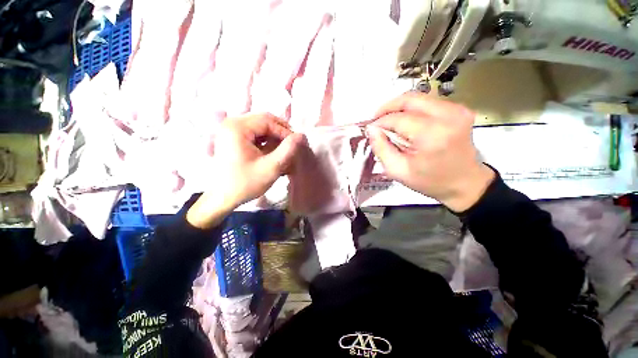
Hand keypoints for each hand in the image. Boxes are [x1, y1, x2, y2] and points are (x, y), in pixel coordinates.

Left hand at [187, 113, 303, 228]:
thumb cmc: (245, 183)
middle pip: (263, 121)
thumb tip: (302, 135)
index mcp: (237, 127)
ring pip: (259, 127)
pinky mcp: (231, 138)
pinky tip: (272, 151)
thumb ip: (288, 150)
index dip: (285, 131)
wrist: (221, 198)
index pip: (268, 121)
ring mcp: (230, 130)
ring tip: (284, 149)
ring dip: (274, 136)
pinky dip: (265, 140)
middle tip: (292, 145)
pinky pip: (253, 133)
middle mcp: (231, 124)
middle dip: (280, 132)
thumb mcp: (271, 167)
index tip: (297, 144)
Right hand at [367, 92, 494, 211]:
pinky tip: (406, 123)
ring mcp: (457, 110)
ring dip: (399, 108)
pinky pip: (429, 102)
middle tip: (376, 119)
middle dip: (388, 107)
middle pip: (409, 99)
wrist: (465, 183)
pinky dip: (413, 109)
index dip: (380, 122)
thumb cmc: (430, 181)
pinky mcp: (460, 110)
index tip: (371, 129)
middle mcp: (448, 116)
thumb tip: (372, 130)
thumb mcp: (398, 171)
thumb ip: (381, 149)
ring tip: (389, 122)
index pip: (398, 118)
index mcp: (432, 135)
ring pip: (419, 97)